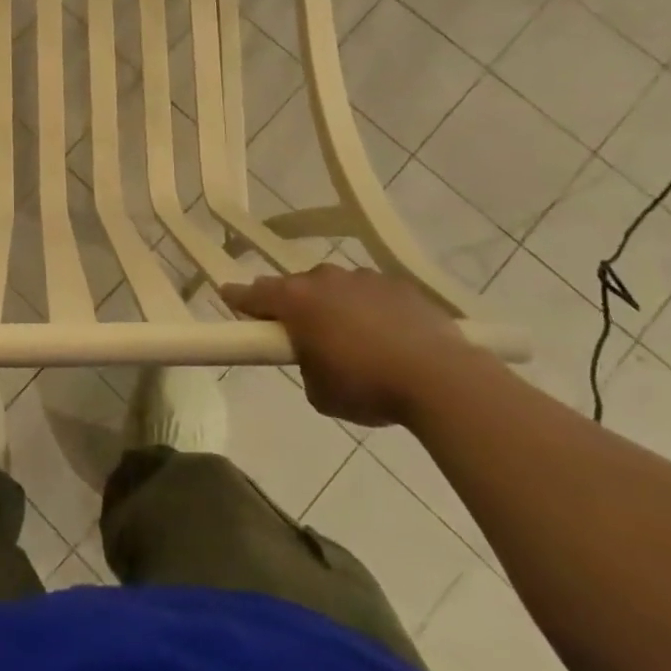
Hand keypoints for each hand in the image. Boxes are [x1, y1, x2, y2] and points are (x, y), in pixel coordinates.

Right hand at [220, 266, 483, 427]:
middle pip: (297, 287)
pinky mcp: (401, 286)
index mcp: (296, 300)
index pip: (253, 293)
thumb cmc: (367, 386)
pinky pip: (373, 295)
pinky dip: (372, 311)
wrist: (441, 379)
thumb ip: (305, 366)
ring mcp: (365, 278)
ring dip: (336, 307)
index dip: (239, 298)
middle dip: (295, 307)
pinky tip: (388, 338)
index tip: (229, 298)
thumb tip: (316, 356)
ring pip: (337, 289)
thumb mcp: (319, 391)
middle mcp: (324, 279)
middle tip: (301, 334)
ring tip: (353, 341)